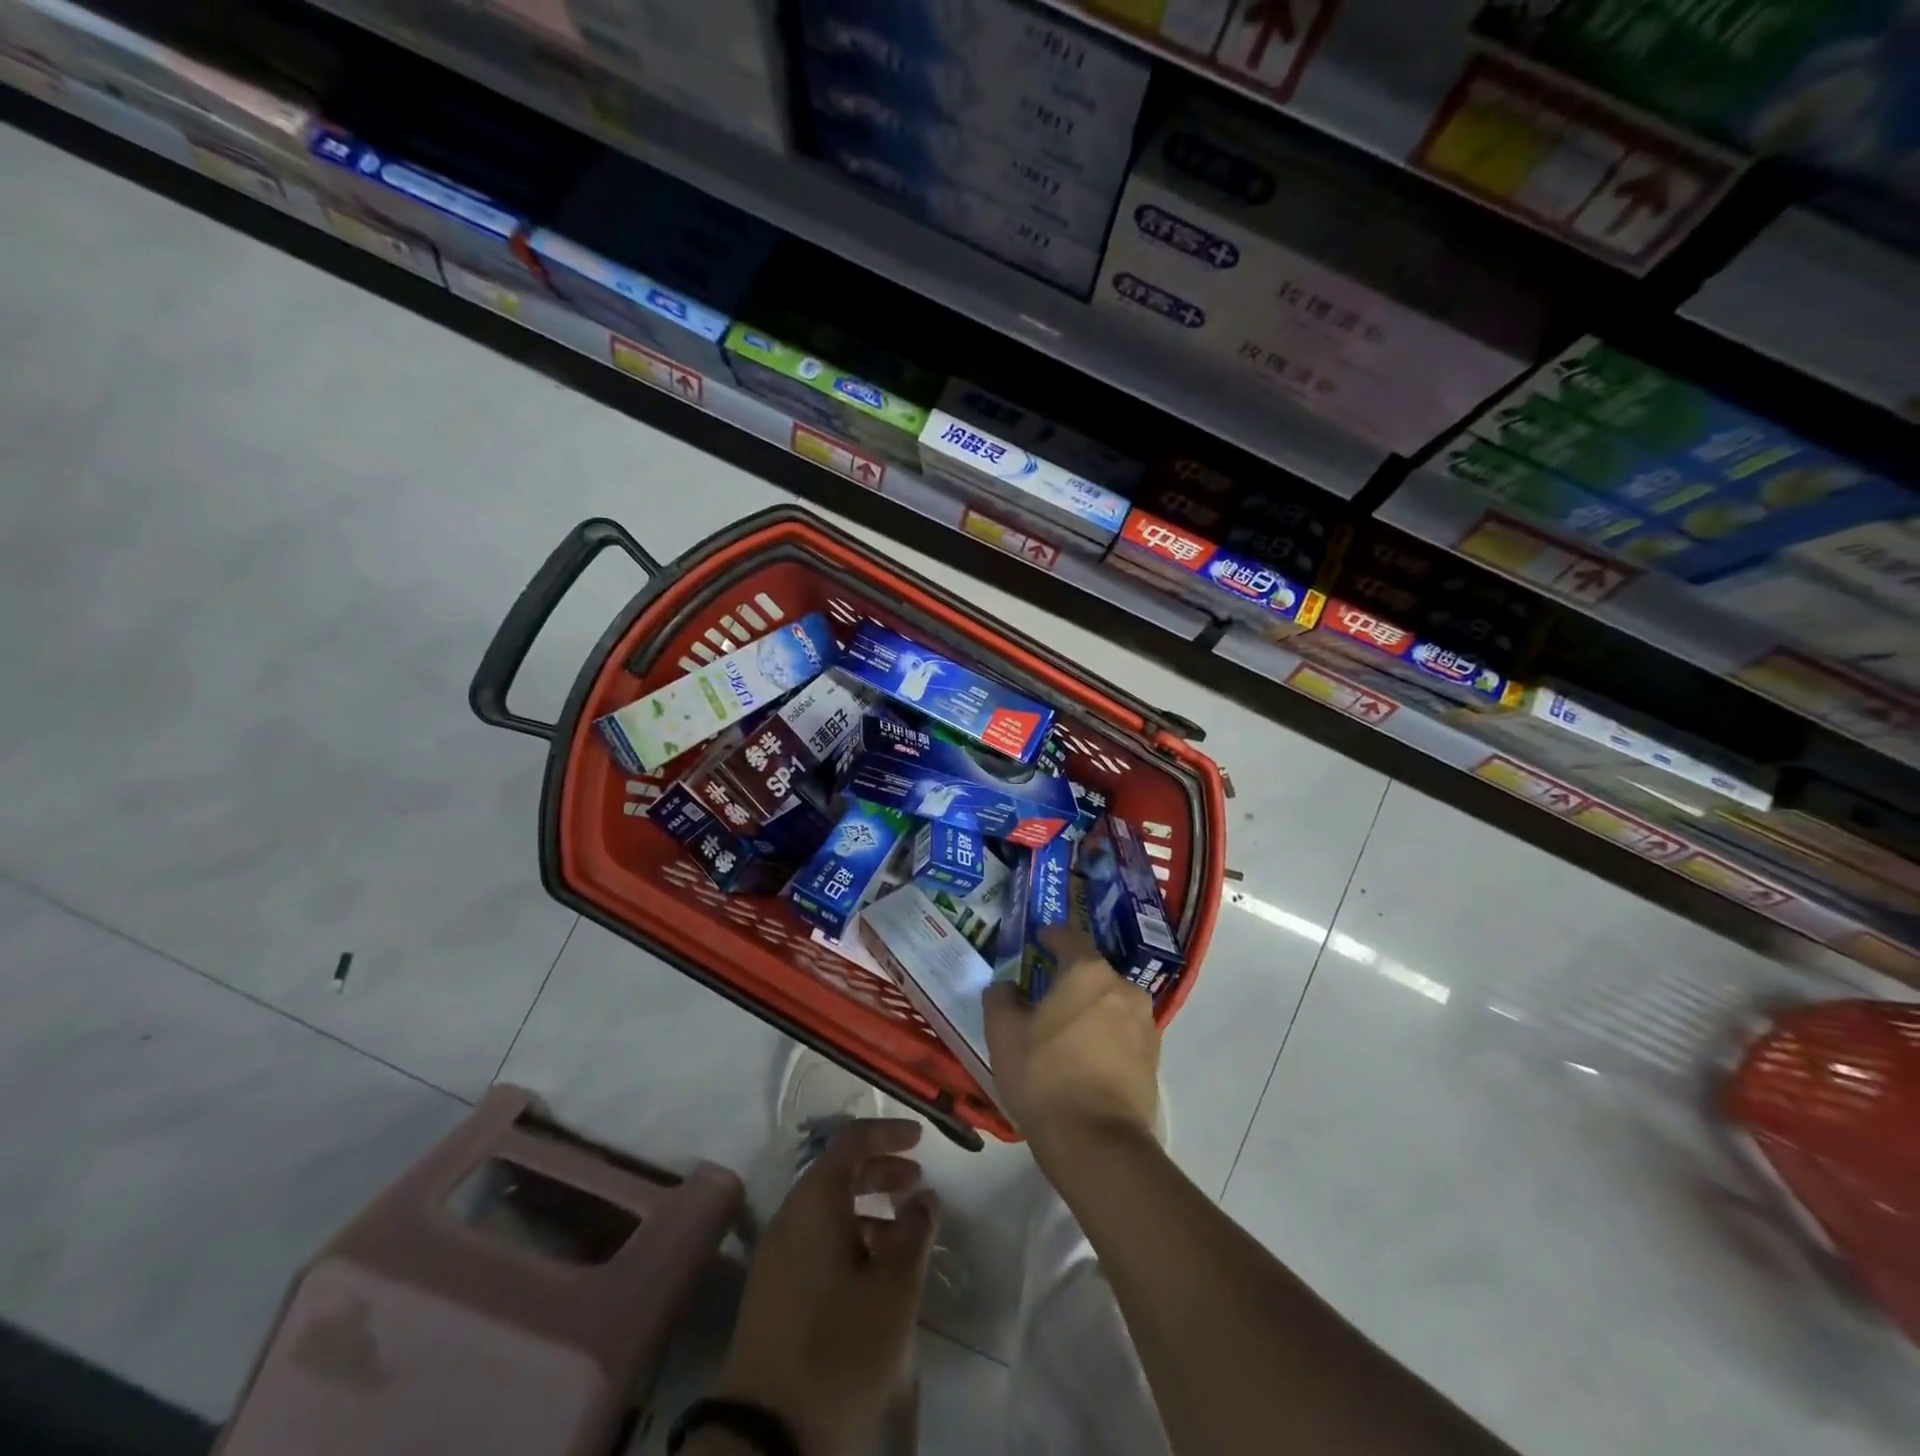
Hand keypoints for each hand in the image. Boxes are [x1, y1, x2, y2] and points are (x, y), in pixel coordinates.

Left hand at [713, 1119, 937, 1453]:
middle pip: (838, 1173)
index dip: (887, 1133)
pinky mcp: (773, 1291)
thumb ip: (914, 1233)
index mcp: (815, 1202)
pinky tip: (873, 1274)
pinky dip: (849, 1238)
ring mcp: (777, 1255)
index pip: (851, 1141)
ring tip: (904, 1237)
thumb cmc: (838, 1348)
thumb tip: (924, 1198)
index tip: (920, 1139)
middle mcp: (791, 1217)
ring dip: (868, 1209)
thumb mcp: (893, 1290)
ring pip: (828, 1211)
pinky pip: (816, 1241)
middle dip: (880, 1170)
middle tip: (916, 1183)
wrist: (764, 1436)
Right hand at [983, 894, 1159, 1161]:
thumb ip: (1001, 998)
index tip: (1037, 941)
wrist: (1098, 1144)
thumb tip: (1007, 988)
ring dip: (1089, 1009)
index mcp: (1088, 972)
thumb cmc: (1045, 1076)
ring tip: (1064, 1031)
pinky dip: (1104, 1036)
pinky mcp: (1154, 1058)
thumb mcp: (1003, 1034)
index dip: (1050, 936)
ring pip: (1110, 1003)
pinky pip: (1122, 1032)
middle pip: (1092, 972)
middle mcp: (1123, 988)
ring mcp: (1145, 1023)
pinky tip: (1084, 1058)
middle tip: (1044, 995)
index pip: (1068, 937)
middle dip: (1069, 978)